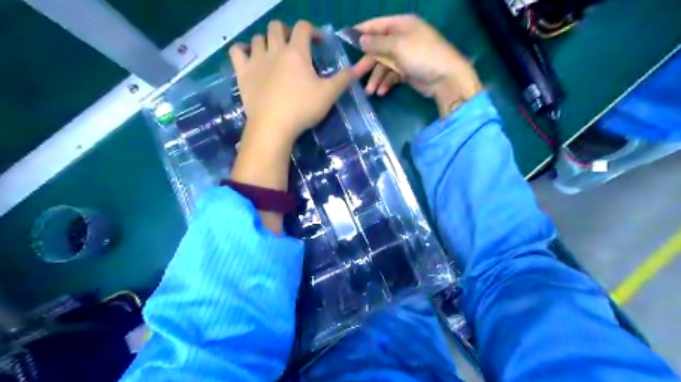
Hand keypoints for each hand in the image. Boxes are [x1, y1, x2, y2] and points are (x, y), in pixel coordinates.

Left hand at [229, 22, 351, 233]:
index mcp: (296, 52)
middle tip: (295, 47)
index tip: (319, 43)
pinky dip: (243, 51)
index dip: (313, 31)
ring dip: (267, 41)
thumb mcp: (329, 95)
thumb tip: (357, 68)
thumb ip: (343, 79)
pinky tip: (250, 58)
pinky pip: (237, 51)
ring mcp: (256, 60)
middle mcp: (275, 50)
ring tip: (274, 55)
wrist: (273, 126)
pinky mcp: (242, 73)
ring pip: (258, 38)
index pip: (304, 27)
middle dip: (288, 32)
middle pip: (277, 27)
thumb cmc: (302, 109)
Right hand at [354, 15, 479, 115]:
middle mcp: (402, 39)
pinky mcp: (407, 71)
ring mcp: (405, 56)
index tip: (344, 38)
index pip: (376, 25)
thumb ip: (378, 43)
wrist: (446, 78)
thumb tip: (361, 39)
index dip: (360, 31)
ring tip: (370, 91)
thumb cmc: (422, 55)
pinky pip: (391, 75)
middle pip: (378, 49)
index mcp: (401, 25)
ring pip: (383, 65)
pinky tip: (382, 92)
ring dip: (376, 78)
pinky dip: (386, 83)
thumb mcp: (398, 46)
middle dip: (367, 63)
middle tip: (354, 75)